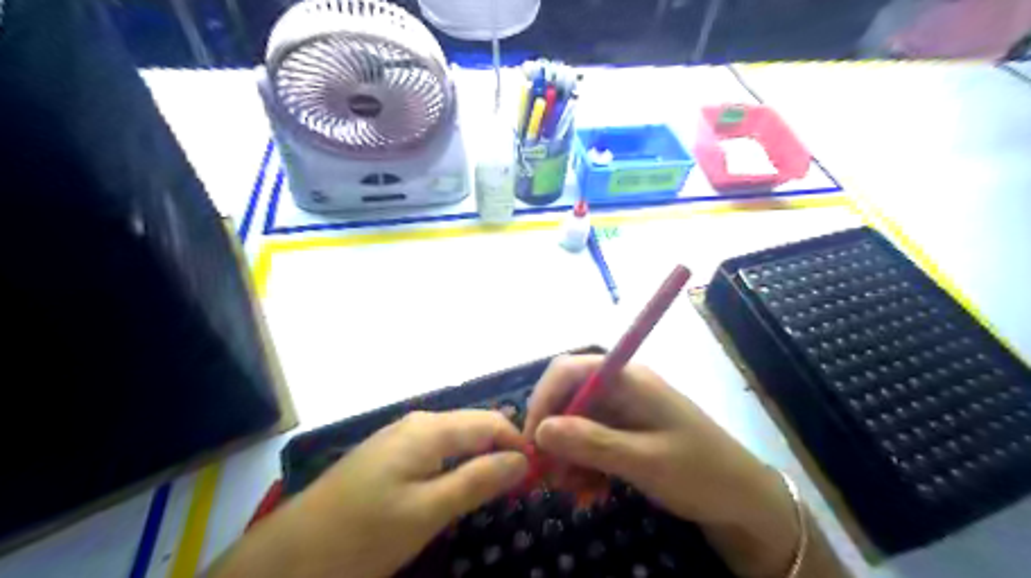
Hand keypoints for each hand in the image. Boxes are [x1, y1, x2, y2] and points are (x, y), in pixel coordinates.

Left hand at [213, 408, 525, 576]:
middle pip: (473, 426)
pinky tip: (458, 484)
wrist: (288, 555)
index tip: (539, 473)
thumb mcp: (428, 511)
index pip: (490, 422)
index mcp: (430, 429)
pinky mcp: (388, 455)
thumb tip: (523, 459)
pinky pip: (435, 450)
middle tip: (522, 484)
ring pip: (455, 438)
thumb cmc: (363, 533)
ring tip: (497, 486)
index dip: (518, 443)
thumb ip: (478, 480)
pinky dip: (456, 464)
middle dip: (501, 449)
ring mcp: (399, 437)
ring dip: (479, 457)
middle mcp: (418, 422)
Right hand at [525, 354, 804, 577]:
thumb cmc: (701, 473)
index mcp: (627, 378)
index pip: (568, 370)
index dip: (542, 400)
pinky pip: (591, 442)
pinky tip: (591, 493)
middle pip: (568, 398)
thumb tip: (540, 431)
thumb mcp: (645, 461)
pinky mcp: (626, 431)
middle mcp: (621, 387)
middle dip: (554, 437)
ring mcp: (624, 409)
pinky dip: (584, 466)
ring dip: (568, 458)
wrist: (744, 500)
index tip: (531, 441)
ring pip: (576, 424)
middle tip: (549, 477)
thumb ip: (592, 443)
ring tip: (575, 493)